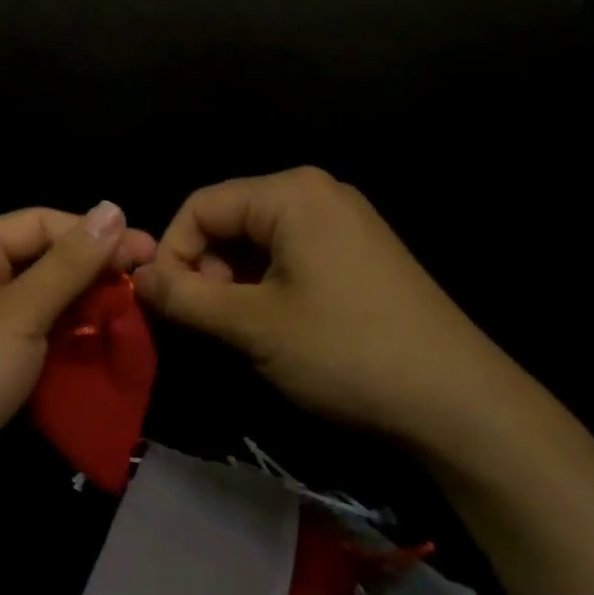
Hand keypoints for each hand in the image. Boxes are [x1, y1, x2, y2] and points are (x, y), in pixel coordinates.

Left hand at [0, 203, 156, 508]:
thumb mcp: (17, 314)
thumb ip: (69, 264)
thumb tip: (113, 209)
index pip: (41, 224)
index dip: (96, 234)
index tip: (151, 252)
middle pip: (43, 263)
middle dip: (93, 276)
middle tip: (149, 288)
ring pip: (43, 305)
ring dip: (85, 312)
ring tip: (136, 320)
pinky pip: (34, 341)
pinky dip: (67, 344)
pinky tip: (105, 350)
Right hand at [133, 168, 532, 449]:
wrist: (458, 401)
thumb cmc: (345, 351)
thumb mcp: (251, 325)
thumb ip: (184, 296)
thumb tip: (135, 277)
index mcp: (290, 193)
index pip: (200, 205)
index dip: (172, 253)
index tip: (166, 305)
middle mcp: (316, 192)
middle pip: (229, 218)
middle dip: (207, 268)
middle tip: (211, 322)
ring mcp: (343, 220)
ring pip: (257, 239)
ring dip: (235, 281)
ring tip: (244, 329)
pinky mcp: (358, 250)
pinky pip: (291, 253)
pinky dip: (267, 284)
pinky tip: (278, 325)